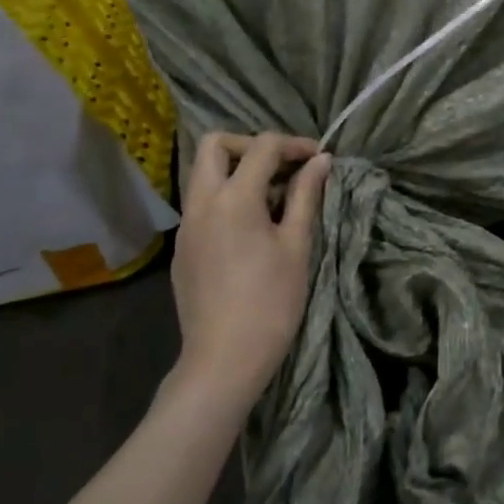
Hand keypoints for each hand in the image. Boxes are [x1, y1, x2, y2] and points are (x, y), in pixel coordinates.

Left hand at [169, 133, 330, 404]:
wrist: (225, 359)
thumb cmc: (271, 301)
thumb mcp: (296, 244)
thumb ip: (305, 195)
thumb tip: (321, 161)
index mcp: (233, 198)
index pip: (262, 146)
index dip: (294, 144)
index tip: (318, 158)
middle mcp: (201, 203)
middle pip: (215, 145)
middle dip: (251, 145)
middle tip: (283, 167)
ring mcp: (186, 226)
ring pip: (203, 173)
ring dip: (236, 170)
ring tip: (272, 196)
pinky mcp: (182, 248)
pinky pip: (201, 203)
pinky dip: (225, 196)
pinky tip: (252, 225)